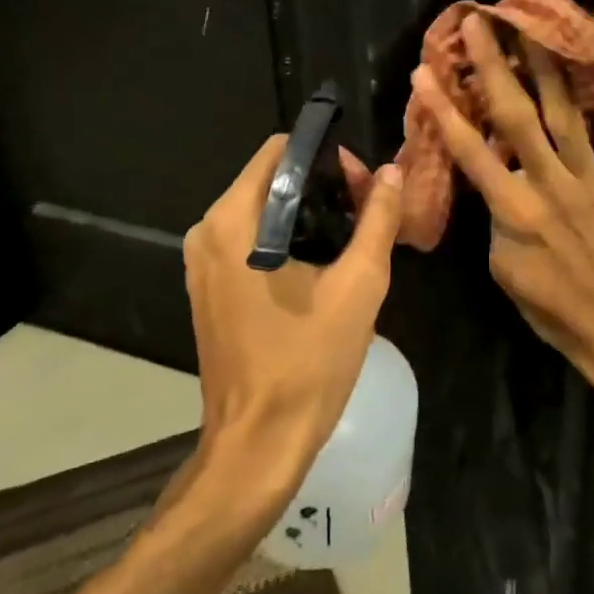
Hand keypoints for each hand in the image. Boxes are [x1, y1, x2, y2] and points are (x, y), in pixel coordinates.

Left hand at [183, 135, 404, 493]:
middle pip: (270, 177)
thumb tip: (391, 172)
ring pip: (261, 208)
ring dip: (307, 212)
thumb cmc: (309, 361)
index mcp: (235, 221)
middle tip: (367, 214)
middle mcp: (208, 230)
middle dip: (322, 185)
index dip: (328, 159)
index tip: (364, 189)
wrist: (260, 442)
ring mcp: (202, 261)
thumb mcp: (359, 284)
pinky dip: (286, 237)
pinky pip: (249, 238)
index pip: (280, 152)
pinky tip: (321, 265)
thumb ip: (377, 219)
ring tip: (352, 239)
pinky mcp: (208, 286)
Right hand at [409, 12, 593, 401]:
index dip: (444, 109)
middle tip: (481, 24)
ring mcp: (591, 180)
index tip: (424, 73)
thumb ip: (498, 219)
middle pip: (518, 116)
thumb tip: (499, 182)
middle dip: (495, 67)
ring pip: (567, 114)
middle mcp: (550, 183)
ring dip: (549, 70)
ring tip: (537, 30)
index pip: (470, 150)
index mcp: (514, 209)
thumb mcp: (504, 270)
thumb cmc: (553, 308)